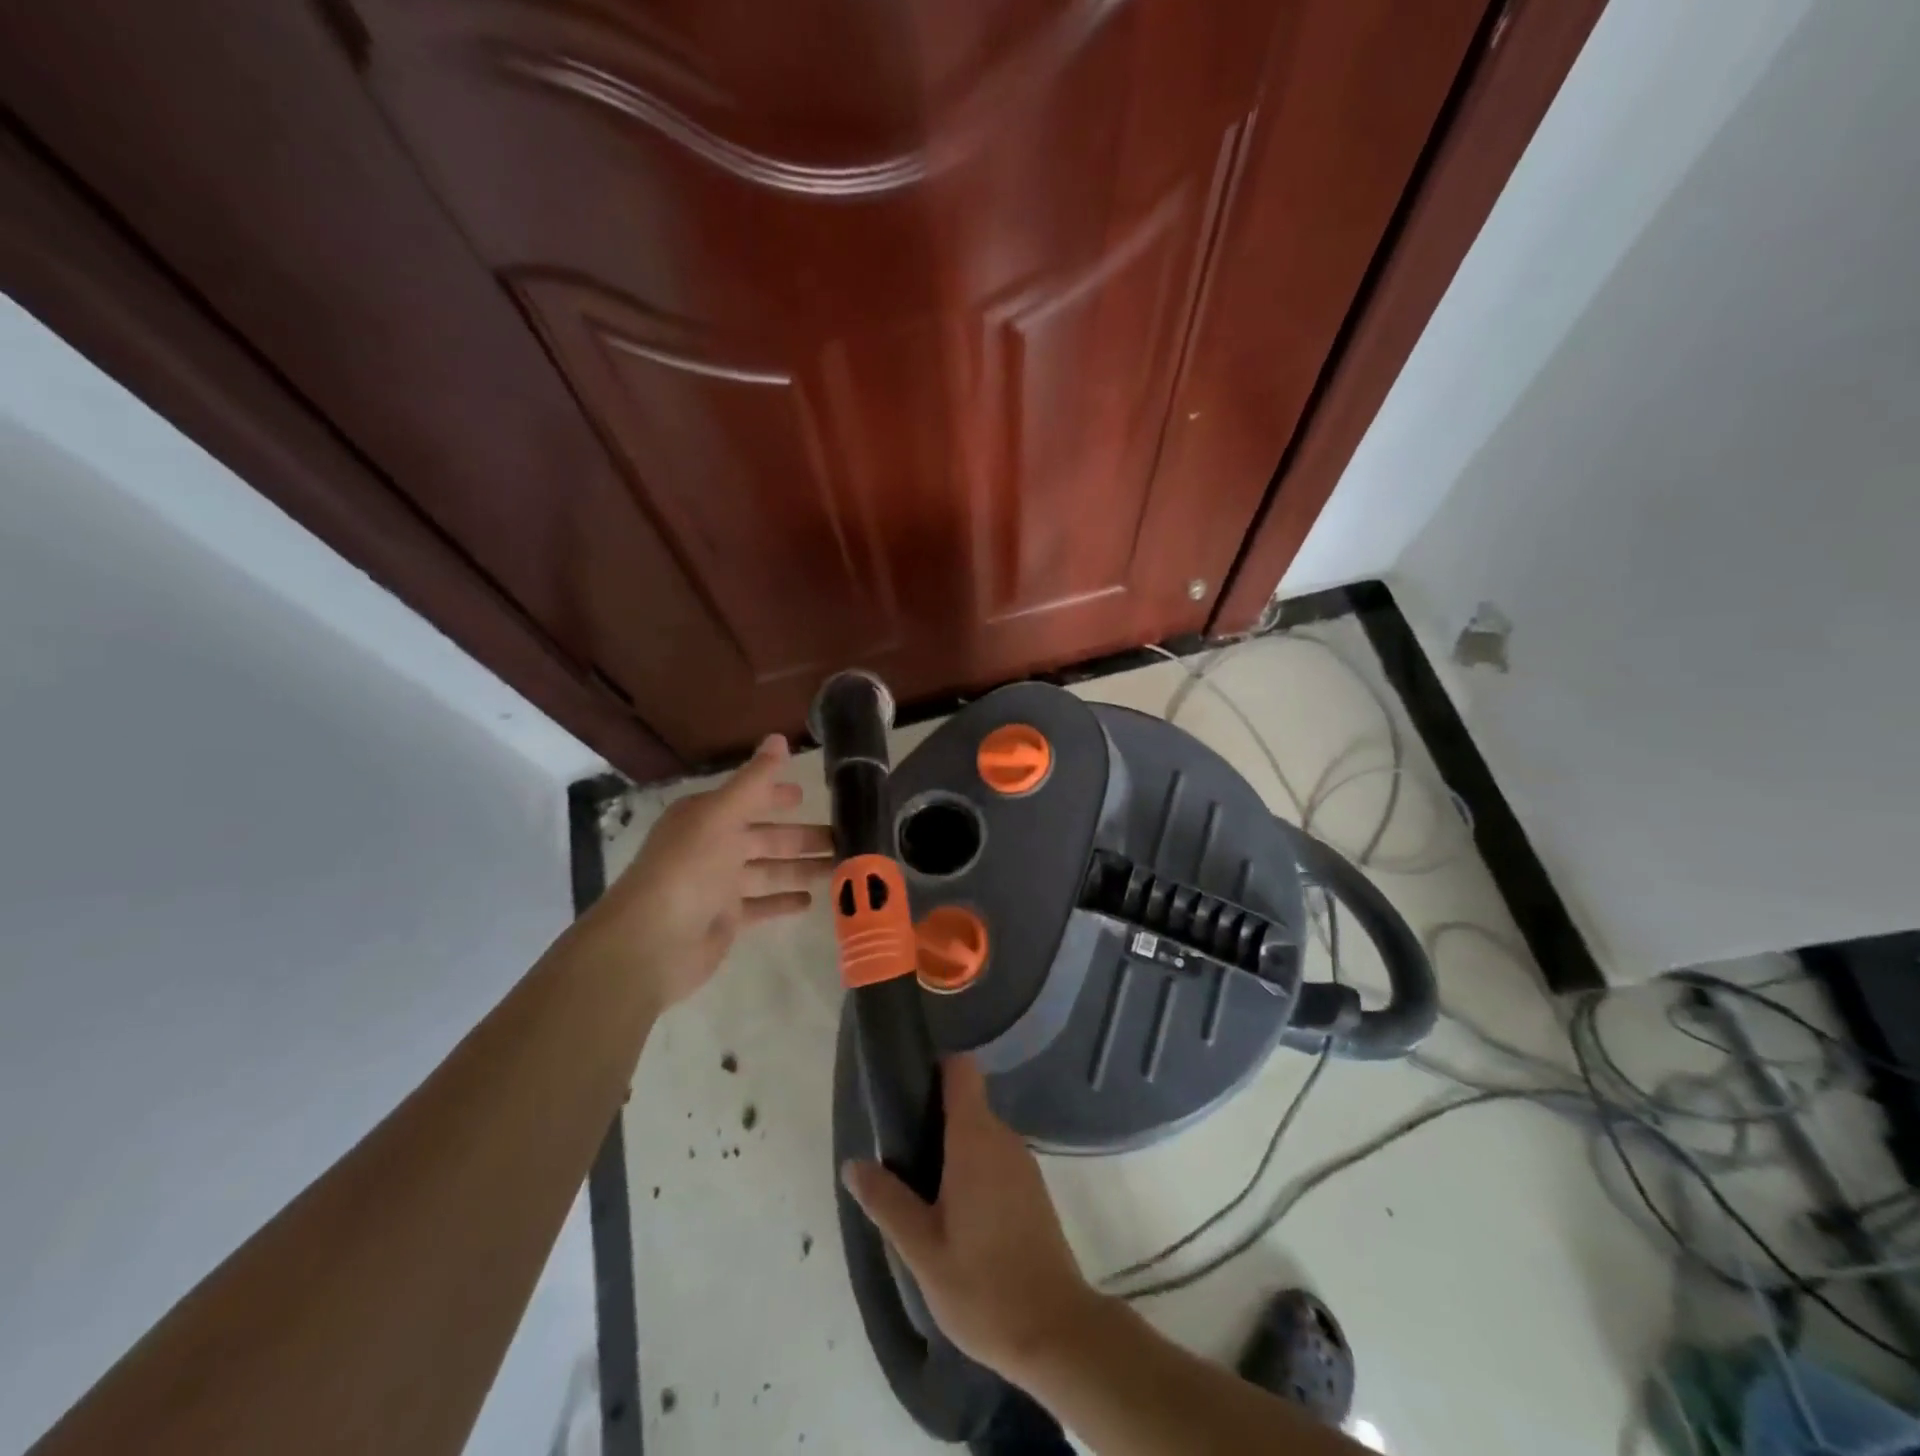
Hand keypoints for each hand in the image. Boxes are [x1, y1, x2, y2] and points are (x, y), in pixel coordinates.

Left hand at [584, 734, 832, 1008]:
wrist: (652, 942)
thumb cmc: (688, 868)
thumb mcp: (723, 815)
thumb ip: (755, 780)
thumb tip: (779, 738)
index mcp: (706, 817)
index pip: (748, 800)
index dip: (776, 796)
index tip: (808, 795)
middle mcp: (711, 847)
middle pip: (764, 837)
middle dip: (801, 837)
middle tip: (843, 837)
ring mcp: (717, 885)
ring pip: (768, 871)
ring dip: (801, 868)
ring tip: (839, 868)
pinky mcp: (725, 919)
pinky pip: (761, 905)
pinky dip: (783, 901)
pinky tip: (811, 900)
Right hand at [841, 1056, 1108, 1380]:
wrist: (1056, 1332)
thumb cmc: (983, 1286)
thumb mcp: (922, 1250)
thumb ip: (888, 1202)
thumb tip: (853, 1163)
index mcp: (975, 1139)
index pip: (961, 1070)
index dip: (934, 1068)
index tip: (906, 1086)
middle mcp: (1003, 1138)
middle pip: (966, 1101)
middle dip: (932, 1117)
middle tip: (897, 1152)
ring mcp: (1022, 1163)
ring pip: (980, 1132)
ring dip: (951, 1147)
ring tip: (918, 1185)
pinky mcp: (1032, 1189)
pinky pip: (994, 1157)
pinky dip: (971, 1167)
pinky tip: (952, 1209)